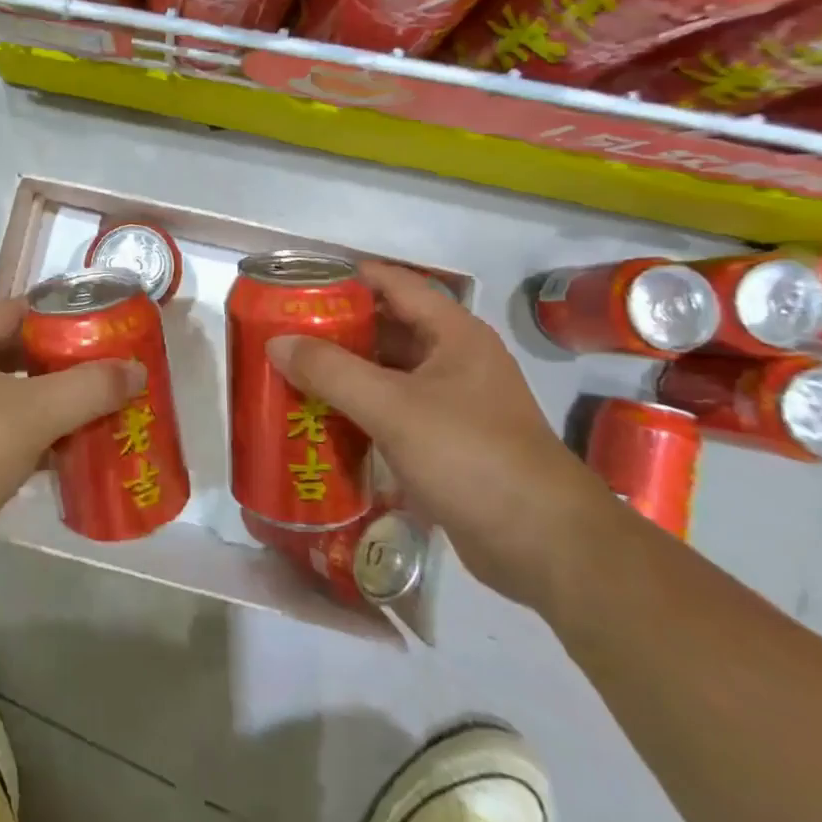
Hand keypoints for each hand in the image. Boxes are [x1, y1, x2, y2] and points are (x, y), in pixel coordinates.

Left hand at [0, 297, 146, 603]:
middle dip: (72, 365)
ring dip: (64, 410)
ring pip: (23, 404)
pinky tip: (85, 458)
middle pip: (26, 359)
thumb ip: (89, 387)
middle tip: (121, 372)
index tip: (110, 323)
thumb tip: (137, 371)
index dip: (64, 312)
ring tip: (115, 412)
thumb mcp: (32, 411)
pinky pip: (17, 445)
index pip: (21, 311)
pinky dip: (49, 448)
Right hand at [266, 261, 614, 611]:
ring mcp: (452, 403)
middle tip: (282, 333)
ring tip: (290, 372)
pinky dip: (359, 410)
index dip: (347, 277)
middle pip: (386, 328)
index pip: (394, 284)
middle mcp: (454, 360)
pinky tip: (321, 419)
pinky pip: (392, 411)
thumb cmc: (471, 456)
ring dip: (344, 372)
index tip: (298, 282)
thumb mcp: (393, 407)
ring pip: (387, 373)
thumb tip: (276, 342)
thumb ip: (331, 371)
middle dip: (335, 329)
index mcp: (453, 334)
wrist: (544, 544)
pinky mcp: (446, 442)